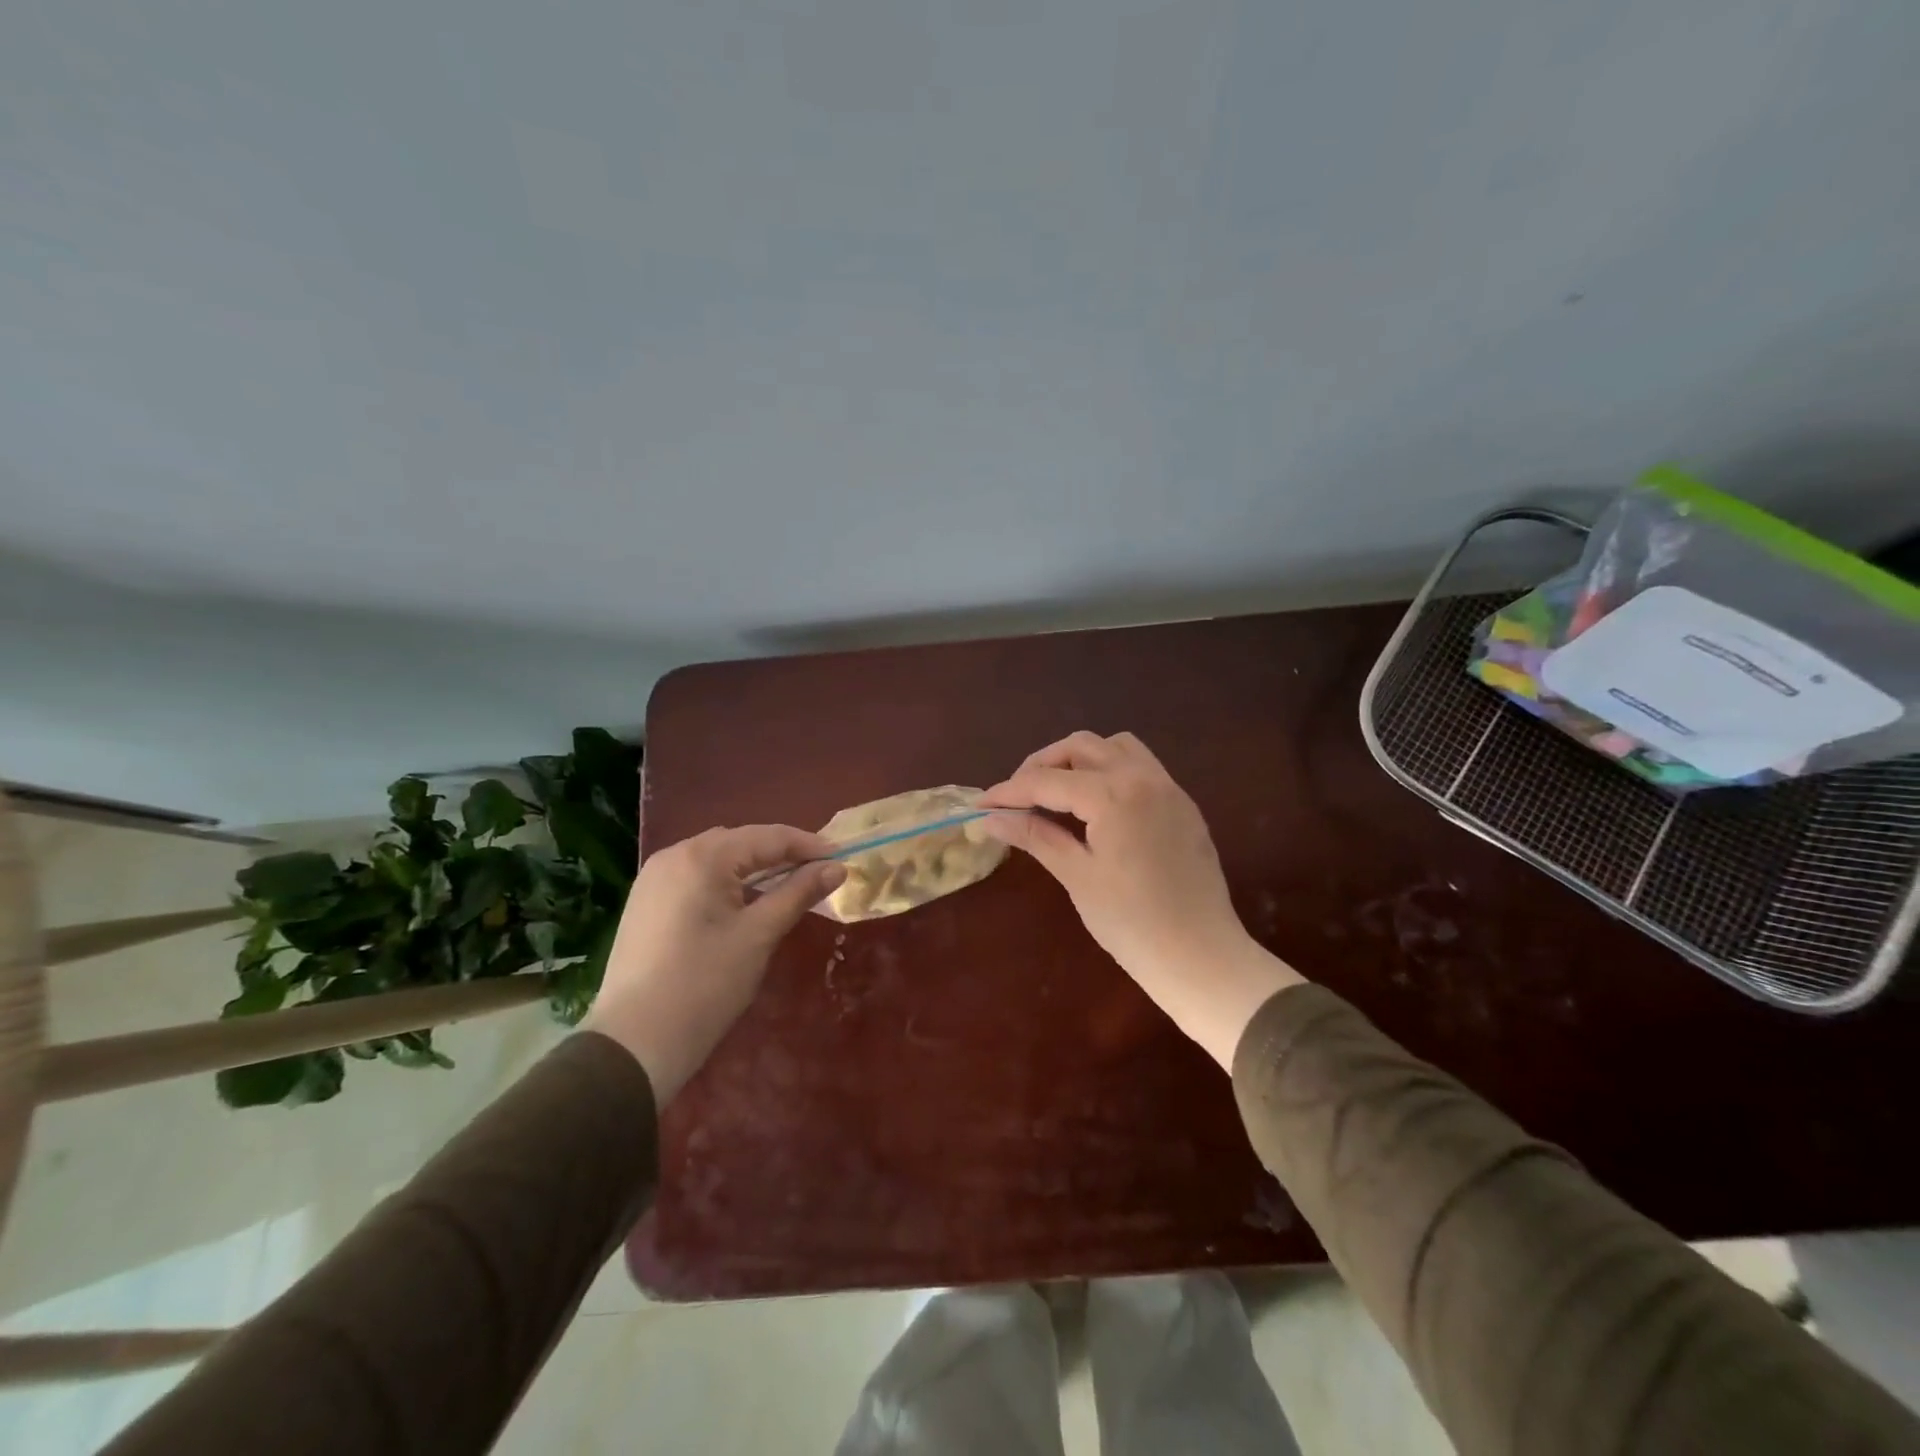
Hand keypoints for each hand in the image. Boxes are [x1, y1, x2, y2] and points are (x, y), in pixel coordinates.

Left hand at [581, 826, 844, 1103]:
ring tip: (787, 884)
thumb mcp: (759, 935)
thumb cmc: (705, 985)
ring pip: (716, 859)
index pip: (767, 837)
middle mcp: (674, 855)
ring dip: (753, 866)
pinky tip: (745, 901)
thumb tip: (836, 868)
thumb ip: (798, 893)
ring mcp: (654, 879)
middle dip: (780, 853)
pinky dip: (726, 881)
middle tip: (818, 871)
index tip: (843, 858)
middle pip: (740, 842)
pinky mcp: (646, 903)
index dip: (808, 845)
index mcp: (702, 857)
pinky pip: (696, 877)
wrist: (633, 1044)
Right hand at [980, 731, 1302, 1068]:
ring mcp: (1169, 788)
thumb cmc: (1132, 923)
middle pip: (1082, 746)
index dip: (1009, 791)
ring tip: (1057, 793)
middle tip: (1017, 797)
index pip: (1048, 781)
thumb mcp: (1077, 876)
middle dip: (1043, 764)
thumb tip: (990, 818)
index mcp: (1114, 795)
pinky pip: (1141, 767)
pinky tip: (1096, 806)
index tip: (980, 804)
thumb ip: (1035, 836)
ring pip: (1116, 748)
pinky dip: (1110, 771)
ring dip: (1080, 759)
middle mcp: (1143, 778)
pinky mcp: (1182, 805)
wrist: (1202, 957)